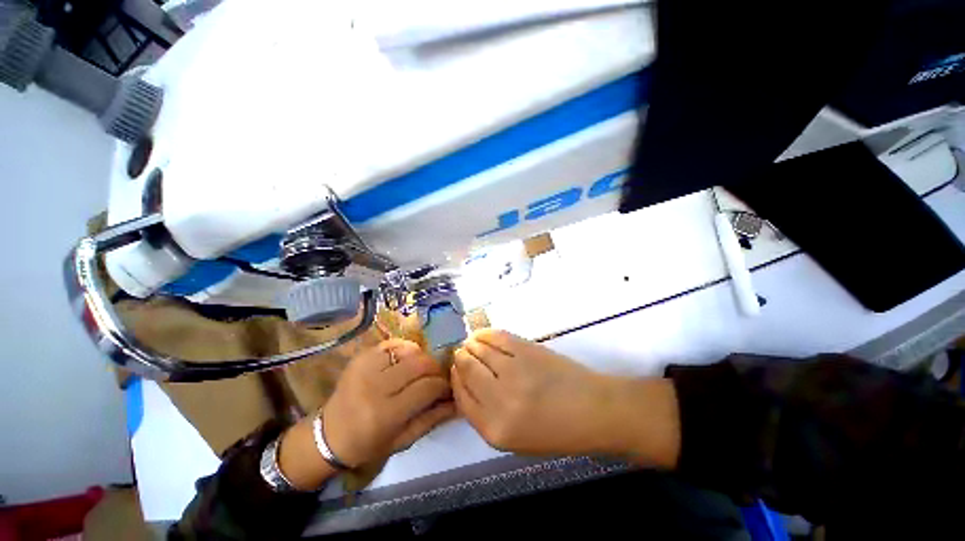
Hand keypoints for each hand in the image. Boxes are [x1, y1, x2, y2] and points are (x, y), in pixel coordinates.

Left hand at [280, 339, 454, 489]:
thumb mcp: (403, 440)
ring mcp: (365, 368)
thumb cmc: (368, 444)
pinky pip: (393, 343)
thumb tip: (457, 402)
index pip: (427, 388)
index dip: (444, 386)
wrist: (328, 435)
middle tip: (438, 377)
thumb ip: (432, 419)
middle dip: (436, 369)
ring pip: (409, 350)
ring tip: (422, 369)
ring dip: (422, 358)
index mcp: (385, 414)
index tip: (449, 388)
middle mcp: (375, 386)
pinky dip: (406, 349)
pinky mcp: (360, 357)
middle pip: (420, 364)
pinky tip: (407, 360)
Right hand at [451, 330, 678, 465]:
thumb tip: (466, 383)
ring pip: (478, 350)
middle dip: (460, 358)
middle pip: (466, 369)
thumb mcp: (514, 438)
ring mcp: (513, 372)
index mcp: (494, 430)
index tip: (455, 369)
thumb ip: (485, 414)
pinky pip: (496, 337)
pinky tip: (482, 334)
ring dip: (471, 344)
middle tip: (461, 352)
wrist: (594, 410)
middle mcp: (499, 401)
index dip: (455, 379)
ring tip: (471, 342)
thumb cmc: (556, 430)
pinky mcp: (526, 350)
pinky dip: (485, 334)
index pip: (461, 396)